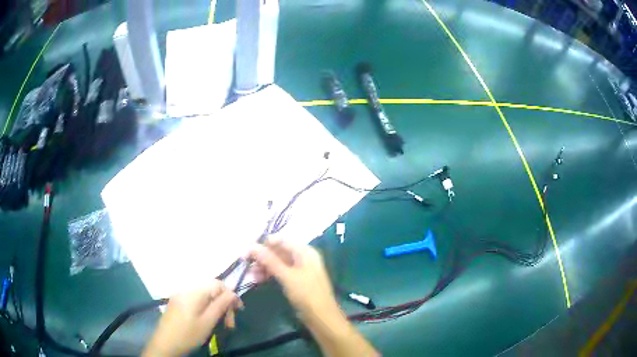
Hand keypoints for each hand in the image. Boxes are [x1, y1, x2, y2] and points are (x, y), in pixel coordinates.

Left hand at [142, 281, 241, 356]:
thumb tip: (233, 293)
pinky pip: (196, 301)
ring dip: (216, 308)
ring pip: (204, 297)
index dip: (230, 295)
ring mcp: (180, 296)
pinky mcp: (177, 303)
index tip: (239, 310)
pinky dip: (206, 309)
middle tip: (230, 324)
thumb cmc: (188, 334)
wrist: (165, 344)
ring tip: (221, 325)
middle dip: (223, 305)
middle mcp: (186, 290)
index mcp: (194, 292)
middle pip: (211, 291)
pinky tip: (208, 321)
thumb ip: (220, 305)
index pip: (217, 284)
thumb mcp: (208, 322)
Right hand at [249, 240, 338, 321]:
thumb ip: (269, 260)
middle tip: (246, 264)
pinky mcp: (296, 281)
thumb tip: (251, 246)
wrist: (321, 316)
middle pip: (279, 251)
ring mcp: (300, 270)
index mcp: (304, 251)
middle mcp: (303, 257)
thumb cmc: (306, 293)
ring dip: (264, 267)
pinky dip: (270, 275)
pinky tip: (258, 280)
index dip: (264, 244)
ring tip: (251, 275)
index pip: (281, 240)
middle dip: (262, 257)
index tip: (247, 250)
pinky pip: (281, 273)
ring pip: (278, 263)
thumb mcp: (286, 276)